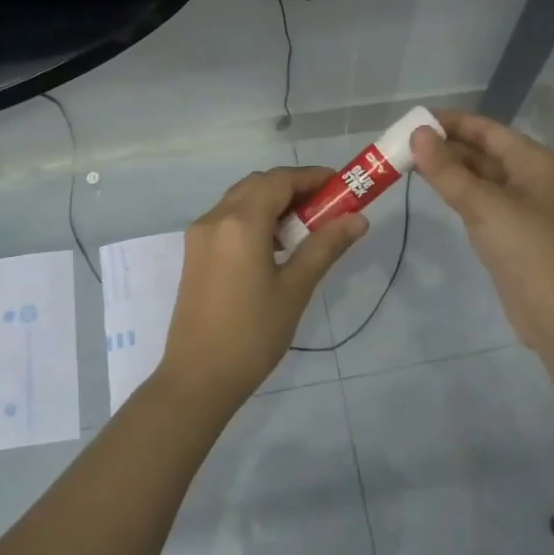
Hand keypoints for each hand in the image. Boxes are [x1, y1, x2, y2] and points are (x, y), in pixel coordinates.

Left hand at [152, 167, 366, 413]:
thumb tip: (358, 219)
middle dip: (293, 188)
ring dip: (272, 203)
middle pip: (258, 185)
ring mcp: (199, 236)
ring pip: (240, 201)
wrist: (199, 377)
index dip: (312, 177)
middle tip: (326, 208)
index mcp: (240, 223)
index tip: (341, 186)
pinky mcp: (194, 254)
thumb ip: (325, 247)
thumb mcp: (295, 289)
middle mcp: (214, 218)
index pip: (279, 180)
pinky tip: (275, 247)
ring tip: (305, 229)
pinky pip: (227, 220)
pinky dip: (253, 219)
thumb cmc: (253, 334)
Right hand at [411, 111, 553, 350]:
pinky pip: (479, 202)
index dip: (450, 122)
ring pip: (478, 177)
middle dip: (444, 146)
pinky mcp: (509, 233)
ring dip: (447, 170)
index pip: (486, 129)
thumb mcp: (484, 204)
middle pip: (482, 151)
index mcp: (532, 160)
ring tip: (406, 164)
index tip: (411, 121)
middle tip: (400, 145)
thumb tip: (417, 134)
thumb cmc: (527, 248)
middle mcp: (528, 177)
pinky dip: (456, 193)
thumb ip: (447, 170)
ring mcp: (520, 206)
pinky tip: (433, 192)